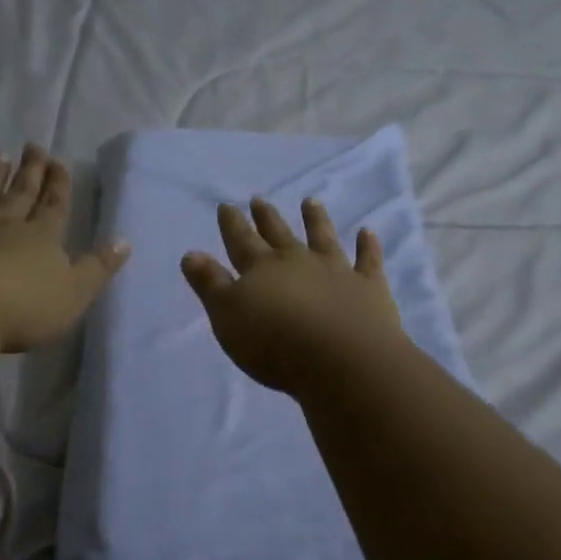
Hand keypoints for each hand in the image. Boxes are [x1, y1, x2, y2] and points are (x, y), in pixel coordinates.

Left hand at [0, 145, 129, 352]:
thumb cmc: (23, 307)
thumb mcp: (74, 294)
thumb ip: (98, 268)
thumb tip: (124, 241)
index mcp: (42, 237)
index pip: (54, 205)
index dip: (58, 184)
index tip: (58, 161)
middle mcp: (6, 224)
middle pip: (21, 193)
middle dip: (30, 171)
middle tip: (33, 147)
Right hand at [181, 196, 407, 395]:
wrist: (341, 359)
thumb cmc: (275, 343)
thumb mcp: (228, 317)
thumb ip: (211, 285)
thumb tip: (192, 253)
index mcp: (262, 269)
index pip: (241, 241)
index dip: (232, 224)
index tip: (227, 205)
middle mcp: (298, 262)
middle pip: (279, 235)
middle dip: (266, 218)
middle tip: (259, 199)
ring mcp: (337, 271)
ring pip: (323, 238)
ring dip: (316, 220)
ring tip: (310, 202)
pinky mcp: (369, 288)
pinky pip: (368, 260)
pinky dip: (367, 246)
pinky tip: (367, 232)